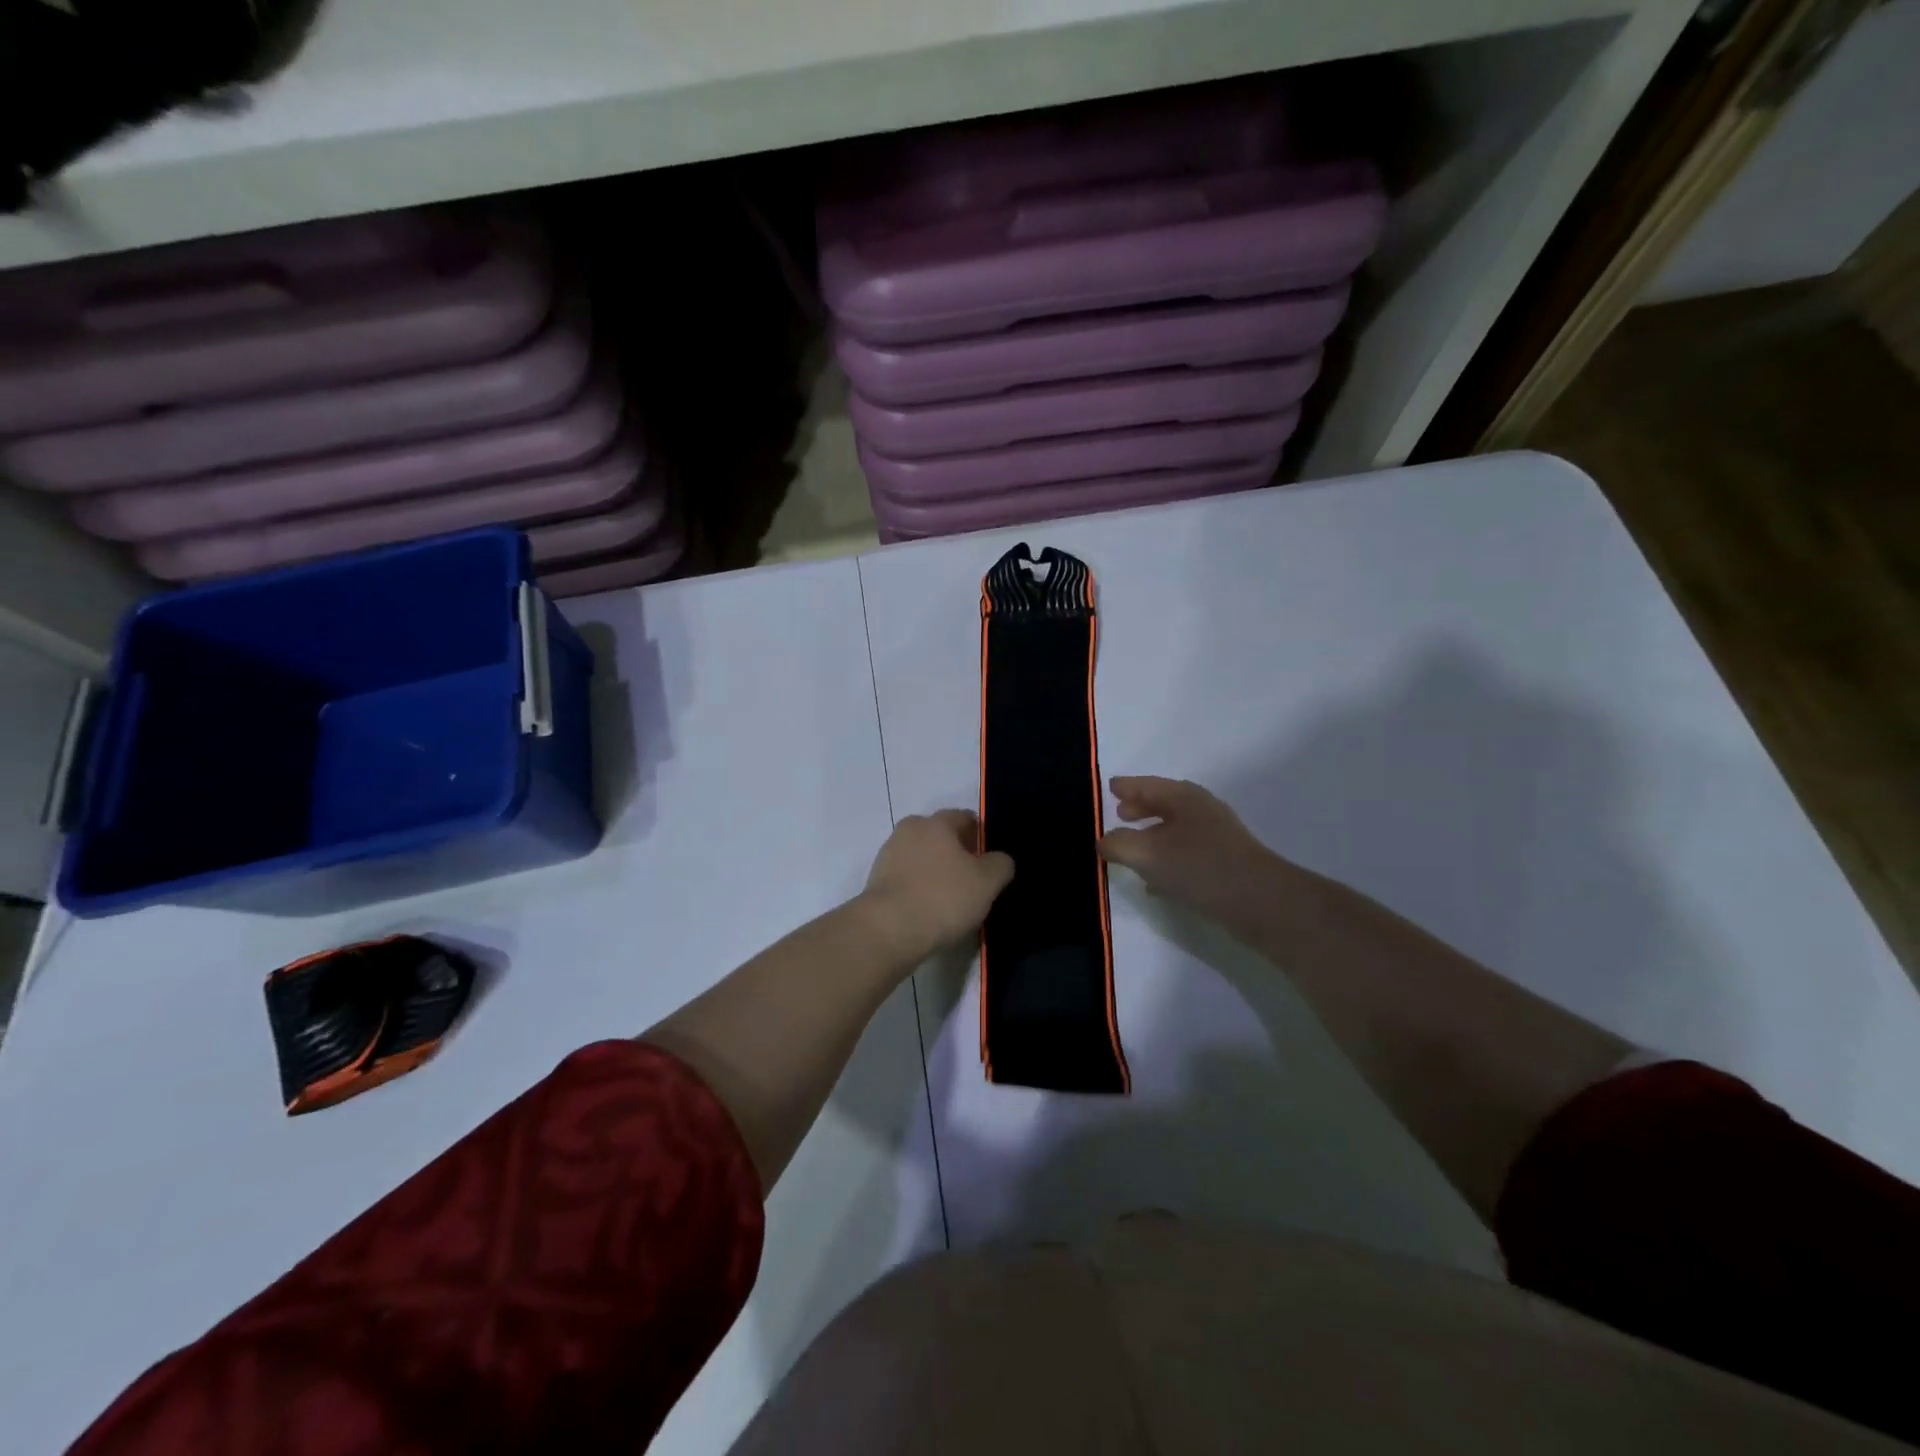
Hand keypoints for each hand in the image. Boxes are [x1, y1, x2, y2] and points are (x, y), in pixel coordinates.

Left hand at [859, 809, 1014, 964]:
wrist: (888, 930)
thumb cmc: (943, 898)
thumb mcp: (987, 882)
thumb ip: (1000, 864)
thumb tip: (998, 860)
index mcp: (936, 822)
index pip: (964, 817)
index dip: (980, 835)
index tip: (990, 860)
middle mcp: (909, 830)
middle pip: (940, 836)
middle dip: (957, 852)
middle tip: (973, 880)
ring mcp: (888, 855)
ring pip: (921, 857)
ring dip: (936, 871)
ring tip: (951, 899)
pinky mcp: (876, 881)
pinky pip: (907, 878)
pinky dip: (919, 887)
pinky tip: (929, 909)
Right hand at [1100, 776, 1280, 929]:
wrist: (1260, 903)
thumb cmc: (1199, 867)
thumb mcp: (1147, 854)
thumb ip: (1119, 844)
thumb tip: (1104, 840)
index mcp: (1184, 798)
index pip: (1148, 785)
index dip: (1127, 787)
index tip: (1110, 787)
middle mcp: (1201, 811)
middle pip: (1164, 804)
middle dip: (1141, 808)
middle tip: (1119, 813)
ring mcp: (1216, 838)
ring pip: (1175, 830)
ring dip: (1152, 835)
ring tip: (1131, 848)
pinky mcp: (1223, 864)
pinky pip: (1185, 854)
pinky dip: (1166, 860)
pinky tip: (1155, 883)